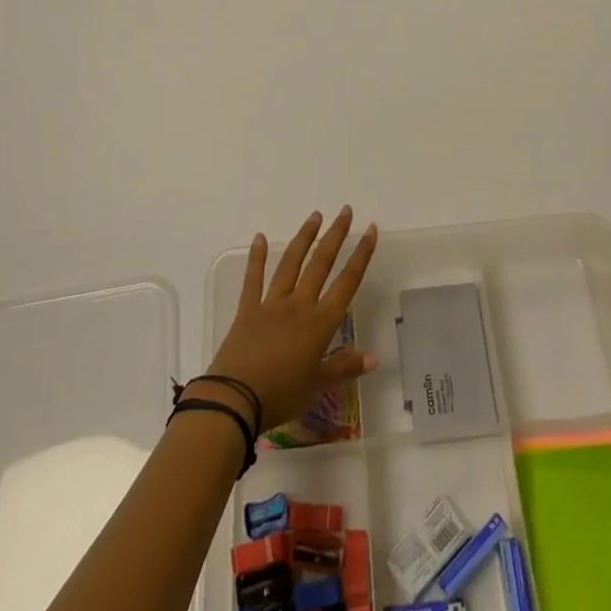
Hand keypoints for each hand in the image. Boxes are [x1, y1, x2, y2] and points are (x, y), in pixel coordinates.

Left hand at [203, 207, 378, 431]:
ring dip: (304, 238)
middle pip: (321, 263)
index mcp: (320, 323)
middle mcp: (299, 305)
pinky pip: (253, 279)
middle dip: (335, 235)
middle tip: (345, 211)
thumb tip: (375, 357)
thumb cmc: (282, 395)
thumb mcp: (318, 386)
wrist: (235, 399)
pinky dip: (257, 258)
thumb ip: (345, 367)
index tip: (370, 230)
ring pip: (291, 264)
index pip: (347, 282)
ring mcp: (272, 304)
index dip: (361, 255)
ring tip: (315, 216)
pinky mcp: (247, 309)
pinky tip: (260, 237)